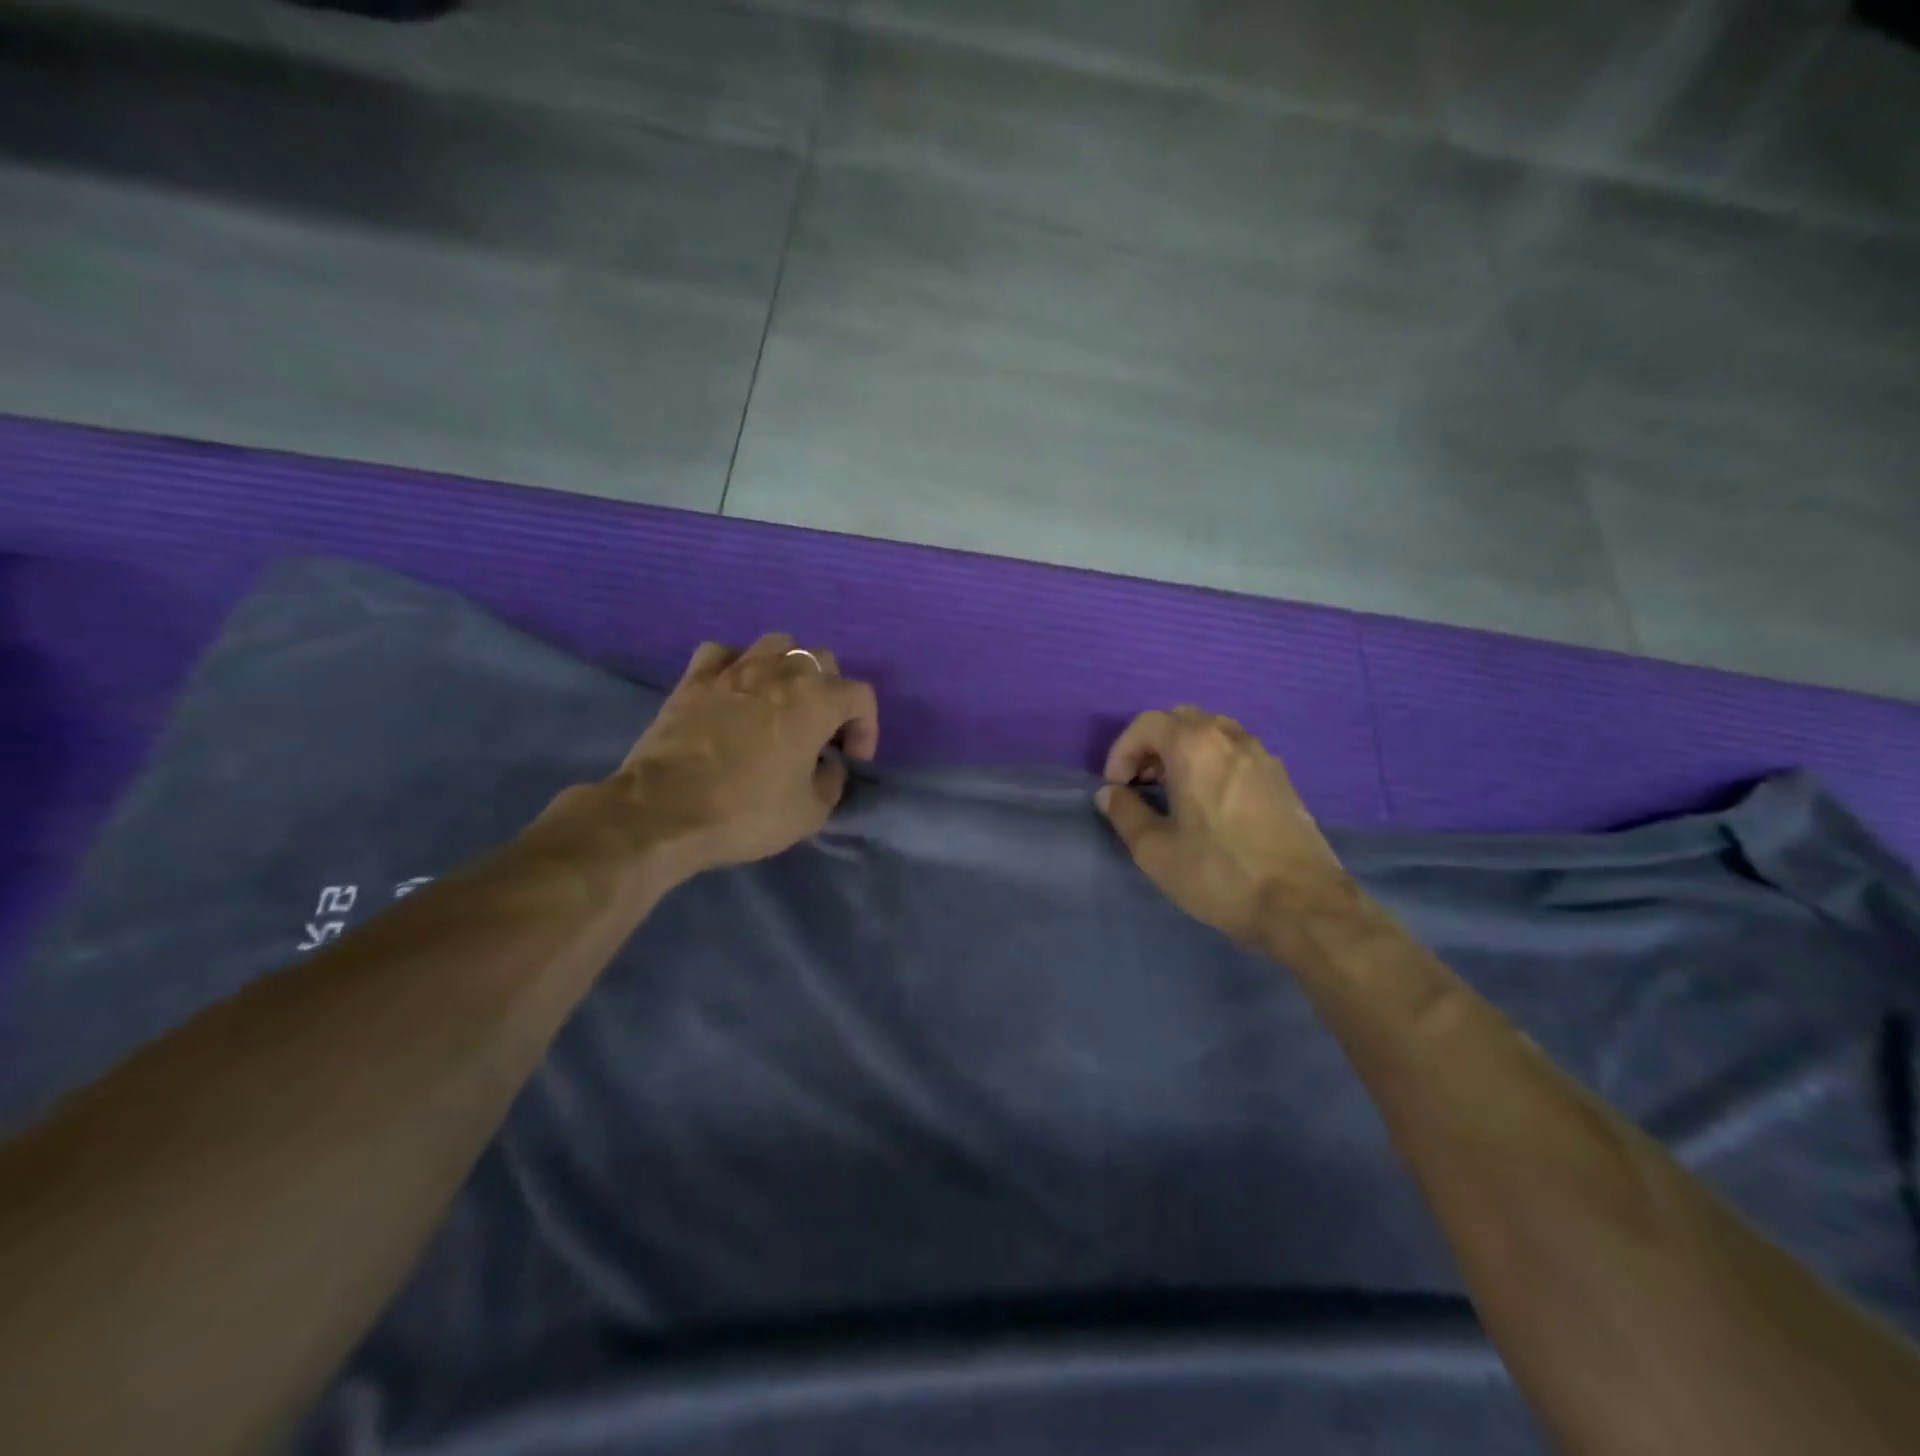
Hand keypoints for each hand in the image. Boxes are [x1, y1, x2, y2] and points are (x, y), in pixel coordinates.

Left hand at [612, 634, 878, 875]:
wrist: (664, 811)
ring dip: (788, 669)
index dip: (866, 727)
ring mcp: (734, 668)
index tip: (852, 759)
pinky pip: (725, 654)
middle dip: (831, 694)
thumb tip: (827, 764)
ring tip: (781, 702)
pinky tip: (735, 691)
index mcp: (817, 700)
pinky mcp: (694, 678)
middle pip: (822, 661)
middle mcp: (781, 671)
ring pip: (776, 644)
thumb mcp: (811, 813)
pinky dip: (737, 667)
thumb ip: (832, 781)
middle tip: (821, 732)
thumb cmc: (747, 812)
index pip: (861, 696)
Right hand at [1097, 707, 1351, 945]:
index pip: (1146, 724)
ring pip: (1212, 732)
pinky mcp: (1282, 778)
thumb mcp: (1155, 851)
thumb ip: (1125, 813)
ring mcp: (1262, 755)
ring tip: (1173, 791)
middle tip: (1141, 783)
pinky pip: (1236, 752)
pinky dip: (1212, 762)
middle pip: (1180, 719)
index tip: (1116, 787)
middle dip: (1152, 746)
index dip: (1121, 751)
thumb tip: (1110, 794)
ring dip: (1183, 751)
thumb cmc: (1219, 874)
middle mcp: (1230, 738)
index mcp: (1195, 747)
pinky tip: (1209, 803)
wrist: (1303, 904)